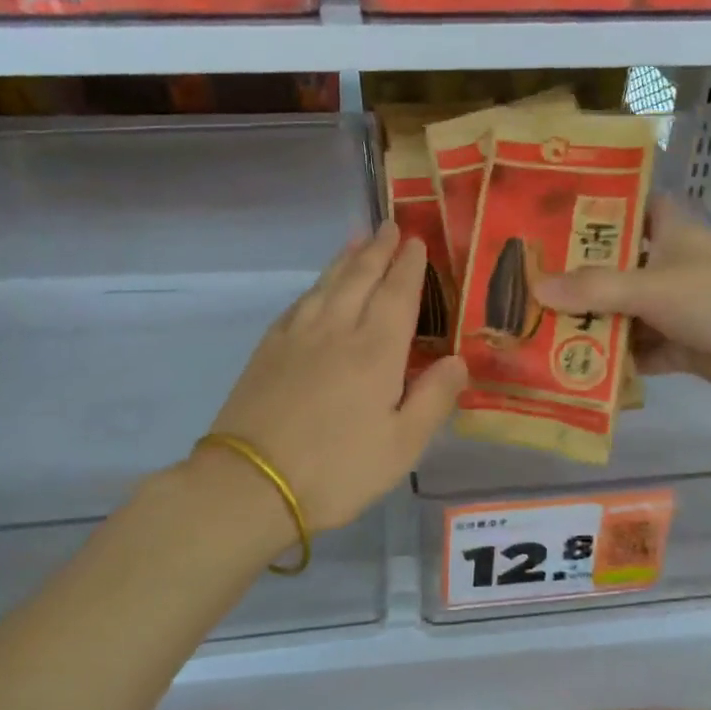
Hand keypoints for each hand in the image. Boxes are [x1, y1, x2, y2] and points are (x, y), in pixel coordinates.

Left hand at [205, 223, 466, 535]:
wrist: (252, 483)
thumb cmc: (337, 469)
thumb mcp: (402, 446)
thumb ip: (434, 398)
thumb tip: (459, 360)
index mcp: (376, 351)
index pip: (397, 294)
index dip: (409, 266)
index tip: (415, 240)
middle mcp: (338, 330)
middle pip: (360, 277)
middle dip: (378, 249)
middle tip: (389, 226)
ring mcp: (298, 336)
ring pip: (327, 284)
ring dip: (345, 258)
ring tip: (357, 239)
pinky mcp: (268, 349)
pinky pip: (298, 303)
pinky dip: (314, 286)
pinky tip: (317, 287)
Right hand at [533, 196, 710, 397]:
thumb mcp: (648, 287)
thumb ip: (593, 289)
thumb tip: (536, 288)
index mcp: (674, 234)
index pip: (639, 208)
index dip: (607, 208)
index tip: (564, 216)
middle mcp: (675, 266)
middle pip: (623, 265)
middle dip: (585, 275)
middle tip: (537, 279)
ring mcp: (680, 307)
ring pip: (629, 310)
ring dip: (597, 320)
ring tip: (546, 324)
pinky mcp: (684, 344)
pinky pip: (643, 348)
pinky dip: (619, 356)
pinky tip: (580, 362)